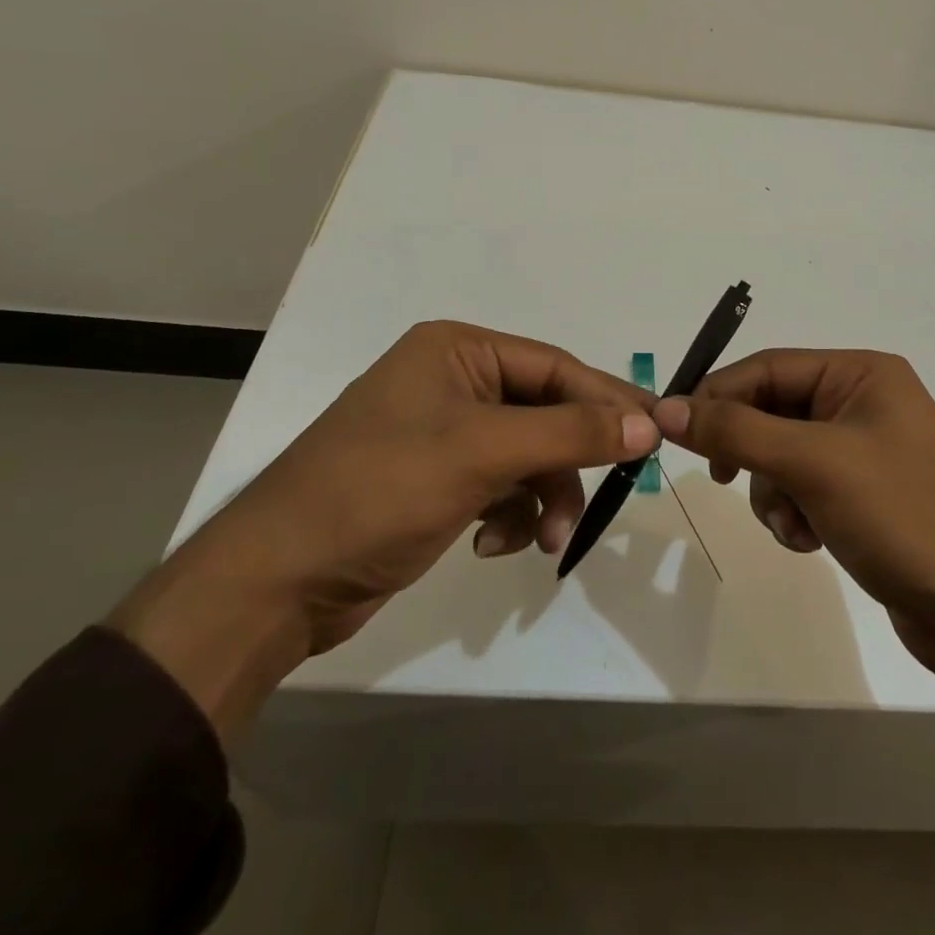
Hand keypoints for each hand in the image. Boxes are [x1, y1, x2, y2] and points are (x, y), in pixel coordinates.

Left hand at [112, 322, 658, 734]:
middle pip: (545, 412)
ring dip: (544, 497)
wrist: (278, 583)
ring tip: (542, 540)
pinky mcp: (437, 480)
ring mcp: (444, 434)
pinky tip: (492, 545)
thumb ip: (570, 433)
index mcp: (457, 351)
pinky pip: (501, 486)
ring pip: (528, 456)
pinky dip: (510, 515)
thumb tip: (648, 424)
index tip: (656, 434)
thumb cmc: (380, 491)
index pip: (555, 367)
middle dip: (569, 461)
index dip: (607, 400)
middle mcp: (453, 382)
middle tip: (613, 494)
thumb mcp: (483, 453)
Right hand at [651, 349, 934, 683]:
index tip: (675, 430)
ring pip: (782, 456)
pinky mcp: (866, 497)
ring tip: (795, 525)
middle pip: (773, 411)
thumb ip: (736, 431)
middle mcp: (865, 403)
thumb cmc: (903, 515)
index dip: (718, 395)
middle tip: (727, 480)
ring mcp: (867, 452)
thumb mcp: (813, 463)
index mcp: (862, 374)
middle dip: (752, 452)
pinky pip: (805, 489)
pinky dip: (795, 513)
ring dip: (774, 492)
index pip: (767, 367)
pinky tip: (811, 541)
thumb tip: (667, 409)